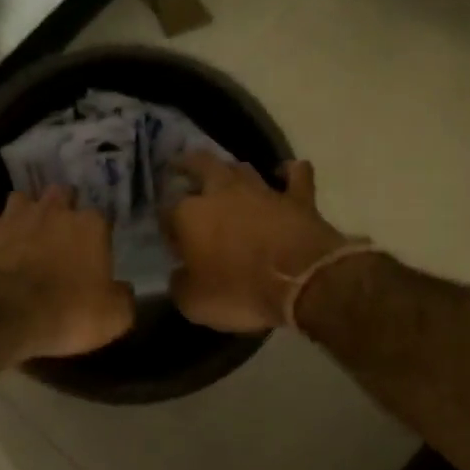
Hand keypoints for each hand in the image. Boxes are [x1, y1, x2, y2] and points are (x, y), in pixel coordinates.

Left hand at [0, 182, 135, 360]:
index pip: (100, 219)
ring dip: (25, 206)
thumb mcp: (112, 318)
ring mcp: (13, 215)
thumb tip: (124, 290)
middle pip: (62, 195)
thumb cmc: (66, 314)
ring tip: (24, 218)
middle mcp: (53, 211)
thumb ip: (123, 299)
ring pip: (22, 197)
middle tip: (60, 227)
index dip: (97, 233)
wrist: (2, 315)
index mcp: (90, 228)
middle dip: (62, 206)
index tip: (94, 248)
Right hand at [162, 153, 348, 332]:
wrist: (303, 283)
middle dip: (188, 165)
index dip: (166, 226)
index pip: (166, 212)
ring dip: (232, 172)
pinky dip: (288, 173)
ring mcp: (263, 190)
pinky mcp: (299, 197)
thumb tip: (179, 276)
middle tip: (182, 167)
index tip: (171, 241)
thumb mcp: (194, 304)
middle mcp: (222, 192)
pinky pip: (295, 174)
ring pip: (242, 167)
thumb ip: (180, 285)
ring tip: (226, 178)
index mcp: (190, 215)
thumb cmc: (241, 293)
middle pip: (201, 165)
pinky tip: (284, 175)